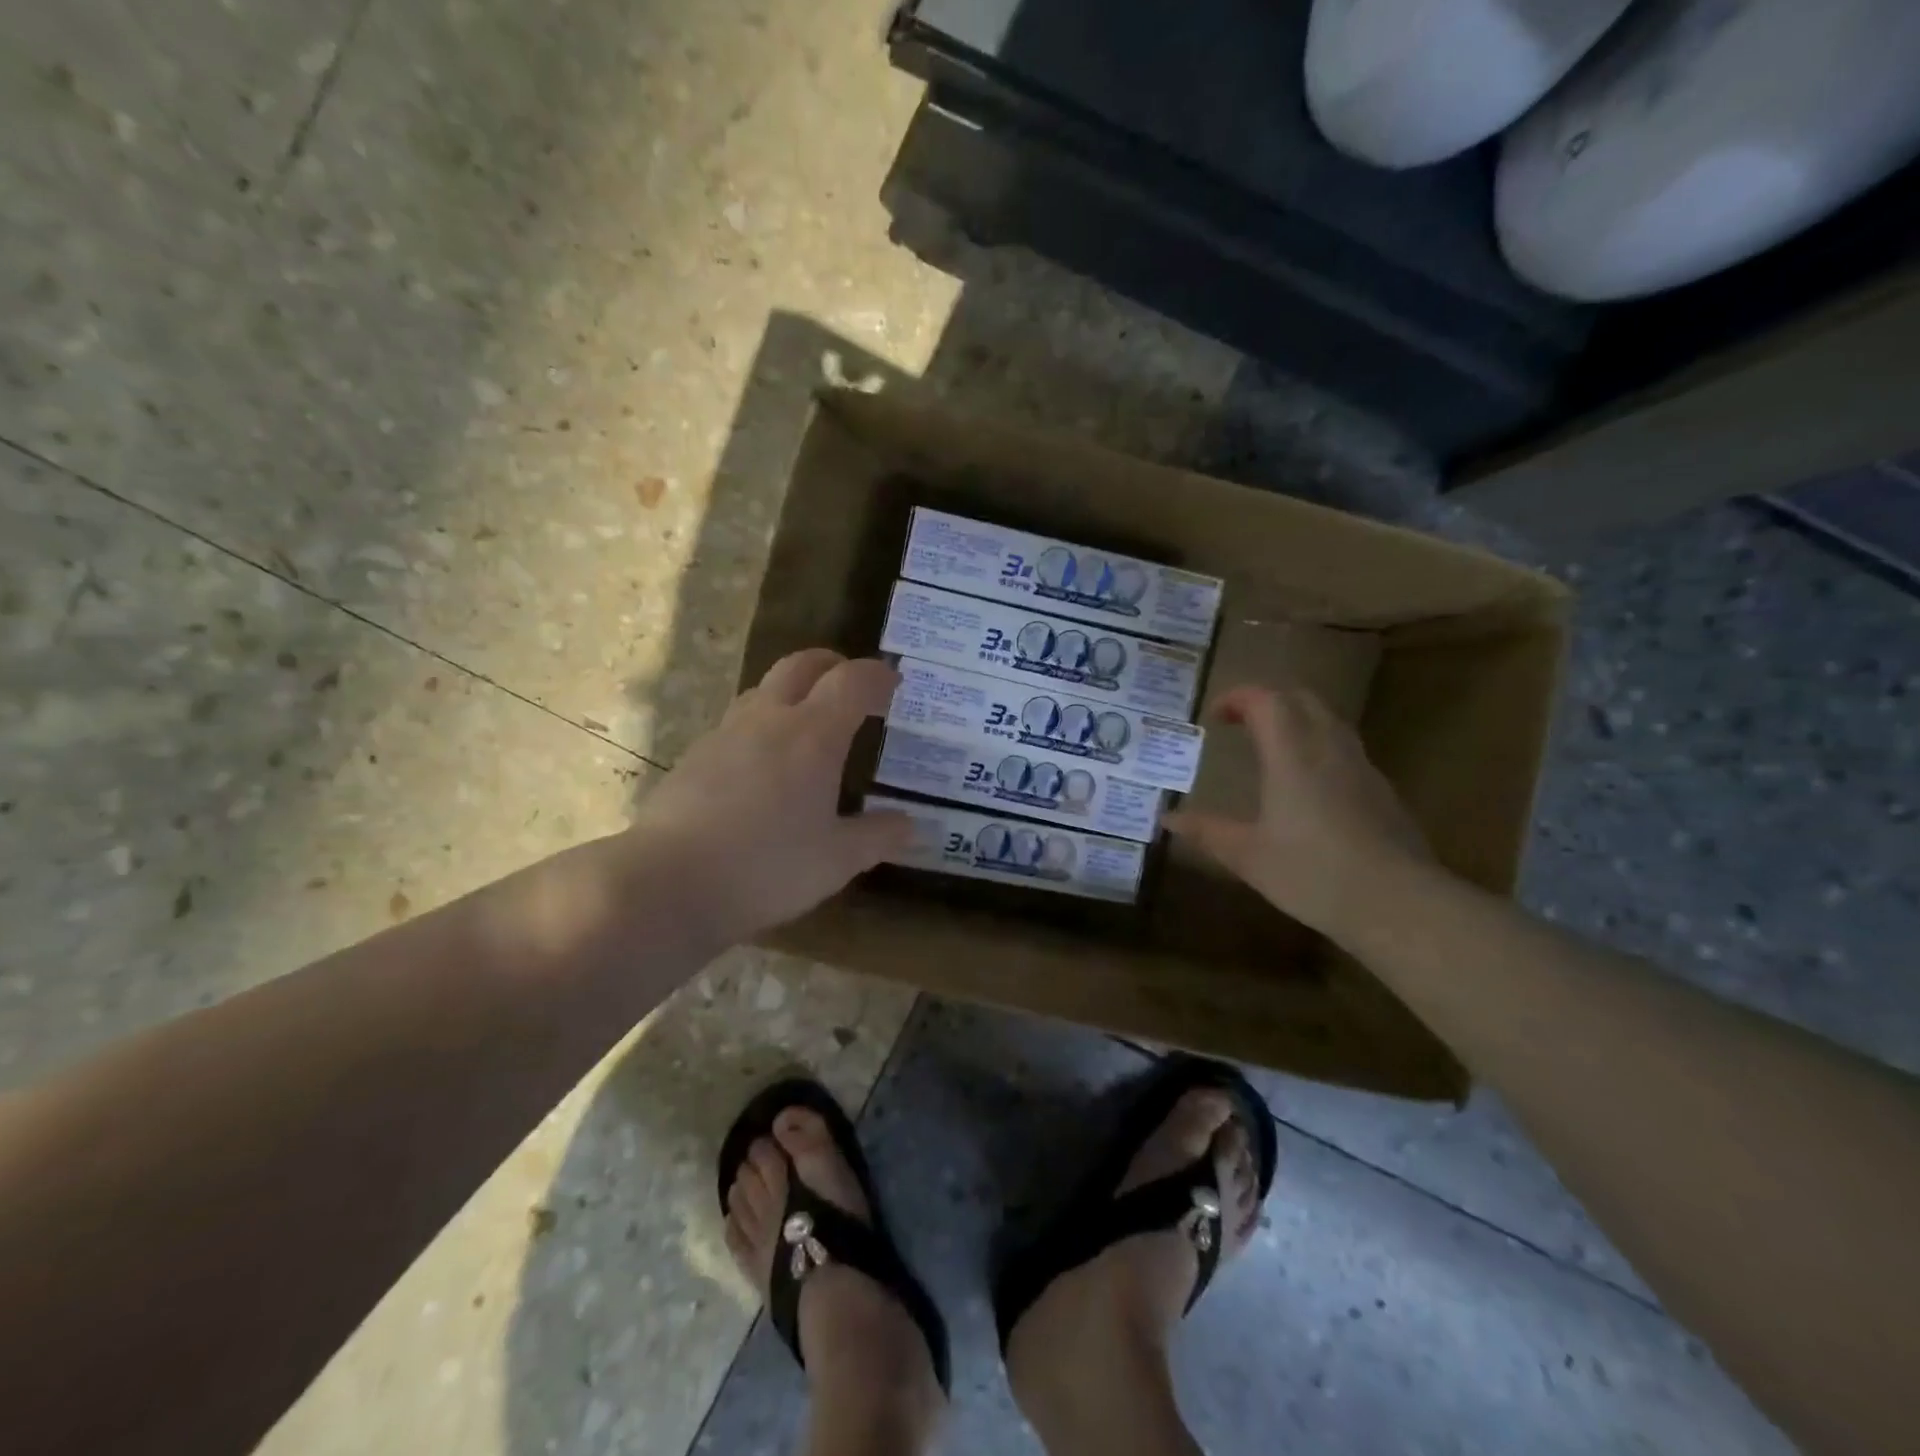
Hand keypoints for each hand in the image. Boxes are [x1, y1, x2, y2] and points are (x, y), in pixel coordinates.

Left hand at [628, 650, 911, 944]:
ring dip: (792, 694)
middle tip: (851, 683)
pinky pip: (736, 725)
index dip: (877, 676)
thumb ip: (878, 837)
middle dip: (832, 665)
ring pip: (763, 691)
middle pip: (801, 665)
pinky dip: (760, 728)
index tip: (894, 683)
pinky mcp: (693, 757)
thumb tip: (909, 825)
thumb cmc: (768, 866)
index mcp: (812, 735)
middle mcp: (768, 720)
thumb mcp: (838, 860)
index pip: (852, 682)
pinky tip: (762, 768)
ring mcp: (724, 734)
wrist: (669, 883)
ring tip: (808, 725)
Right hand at [1165, 686, 1433, 940]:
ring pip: (1329, 720)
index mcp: (1292, 755)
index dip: (1238, 697)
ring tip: (1272, 747)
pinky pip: (1345, 748)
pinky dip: (1318, 746)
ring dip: (1297, 720)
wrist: (1398, 903)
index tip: (1215, 715)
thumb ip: (1207, 831)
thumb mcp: (1248, 856)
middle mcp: (1329, 749)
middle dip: (1268, 700)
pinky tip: (1309, 784)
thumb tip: (1167, 818)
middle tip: (1241, 722)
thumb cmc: (1313, 874)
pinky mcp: (1382, 790)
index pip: (1267, 700)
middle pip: (1302, 699)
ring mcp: (1361, 767)